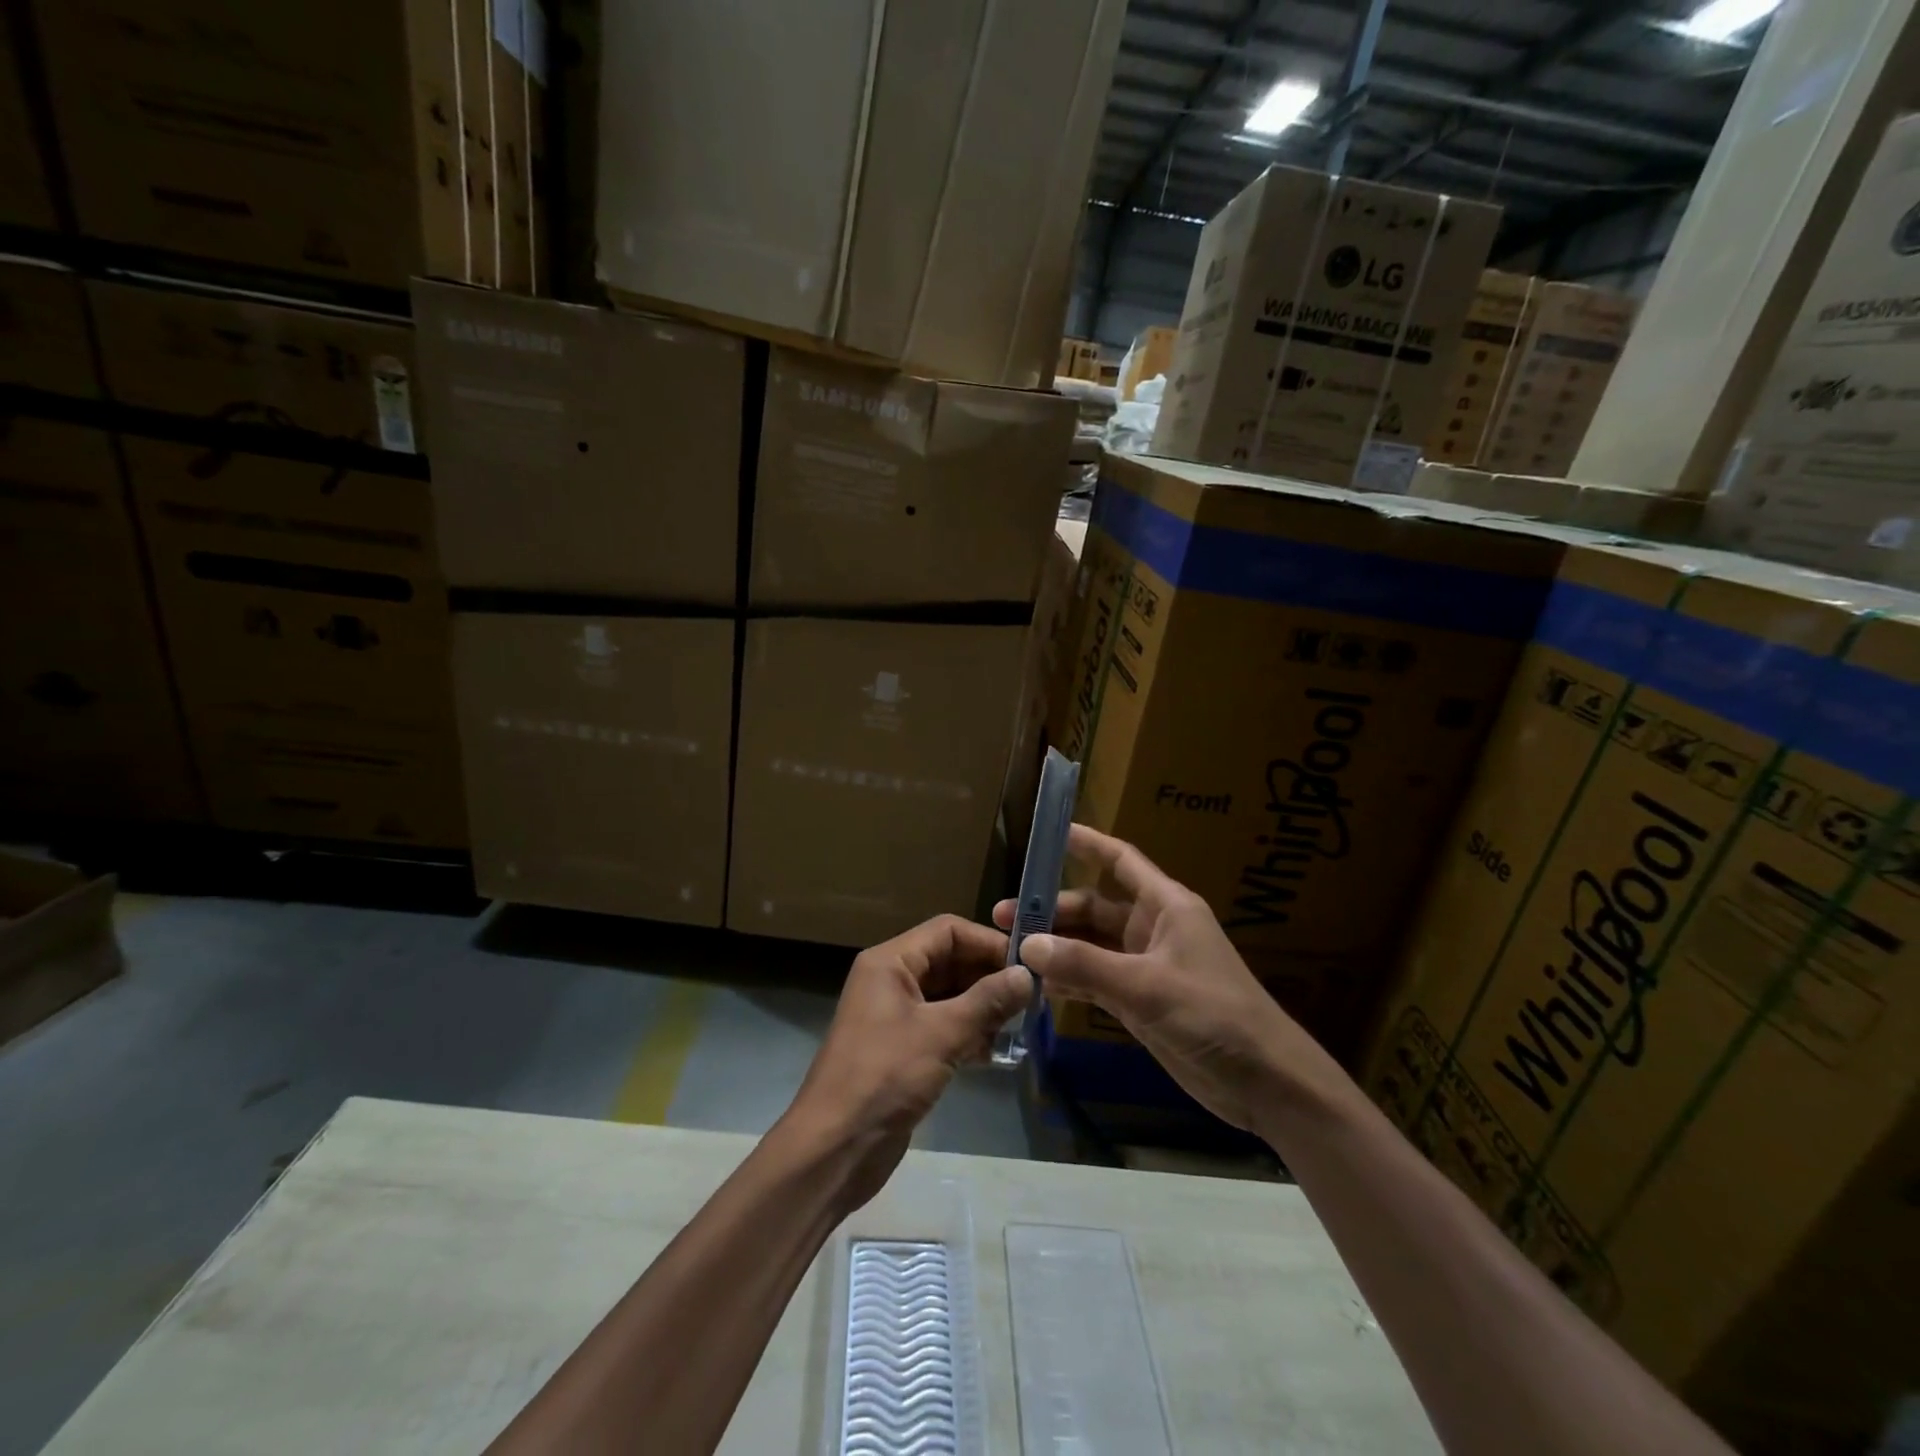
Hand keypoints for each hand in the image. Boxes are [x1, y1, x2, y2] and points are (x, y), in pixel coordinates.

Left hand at [783, 915, 1031, 1210]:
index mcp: (890, 962)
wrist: (834, 1150)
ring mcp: (895, 1016)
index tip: (1027, 963)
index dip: (987, 942)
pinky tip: (994, 1053)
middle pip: (949, 961)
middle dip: (988, 976)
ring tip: (1019, 1026)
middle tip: (1032, 998)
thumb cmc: (884, 1077)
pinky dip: (968, 1033)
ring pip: (949, 996)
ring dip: (982, 1007)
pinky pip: (942, 1027)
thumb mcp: (941, 1034)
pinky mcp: (902, 1050)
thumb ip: (987, 1001)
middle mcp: (891, 980)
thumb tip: (1028, 974)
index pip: (947, 930)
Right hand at [995, 824, 1345, 1132]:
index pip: (1120, 861)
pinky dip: (1069, 980)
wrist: (1265, 1081)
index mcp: (1165, 906)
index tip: (1049, 832)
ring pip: (1090, 945)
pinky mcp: (1141, 1002)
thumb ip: (1086, 964)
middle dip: (1052, 910)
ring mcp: (1145, 966)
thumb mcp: (1147, 986)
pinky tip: (1037, 985)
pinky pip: (1096, 980)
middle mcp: (1152, 929)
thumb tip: (1028, 943)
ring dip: (1056, 947)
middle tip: (1004, 917)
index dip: (1087, 844)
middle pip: (1093, 907)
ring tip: (1009, 949)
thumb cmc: (1214, 1014)